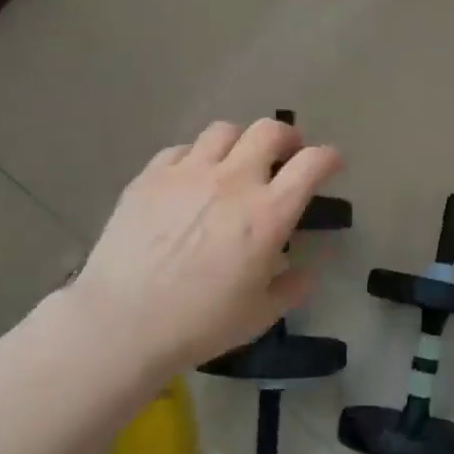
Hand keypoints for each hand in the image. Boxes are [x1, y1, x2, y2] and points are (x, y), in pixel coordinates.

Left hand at [64, 118, 341, 384]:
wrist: (122, 323)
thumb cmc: (200, 324)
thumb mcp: (261, 315)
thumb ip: (293, 286)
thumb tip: (307, 269)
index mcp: (268, 214)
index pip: (313, 163)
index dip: (329, 157)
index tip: (332, 165)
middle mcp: (233, 181)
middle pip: (270, 130)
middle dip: (287, 138)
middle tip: (284, 157)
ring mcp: (188, 173)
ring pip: (225, 130)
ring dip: (240, 143)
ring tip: (236, 163)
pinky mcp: (150, 176)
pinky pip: (182, 149)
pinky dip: (196, 158)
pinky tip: (191, 181)